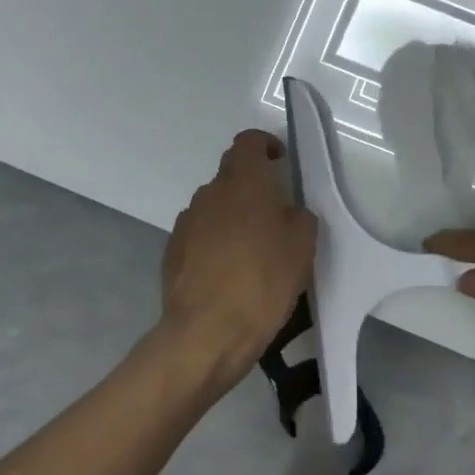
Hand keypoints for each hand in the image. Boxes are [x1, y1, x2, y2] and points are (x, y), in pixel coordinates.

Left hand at [159, 130, 315, 387]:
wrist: (206, 333)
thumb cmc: (263, 281)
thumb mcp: (302, 247)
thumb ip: (299, 217)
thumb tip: (288, 212)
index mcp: (244, 182)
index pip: (248, 142)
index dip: (265, 145)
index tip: (280, 162)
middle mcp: (210, 193)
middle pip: (231, 173)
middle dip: (252, 185)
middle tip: (274, 212)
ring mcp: (187, 222)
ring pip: (215, 205)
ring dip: (233, 215)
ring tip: (252, 248)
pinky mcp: (172, 251)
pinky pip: (200, 233)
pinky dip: (215, 241)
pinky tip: (229, 271)